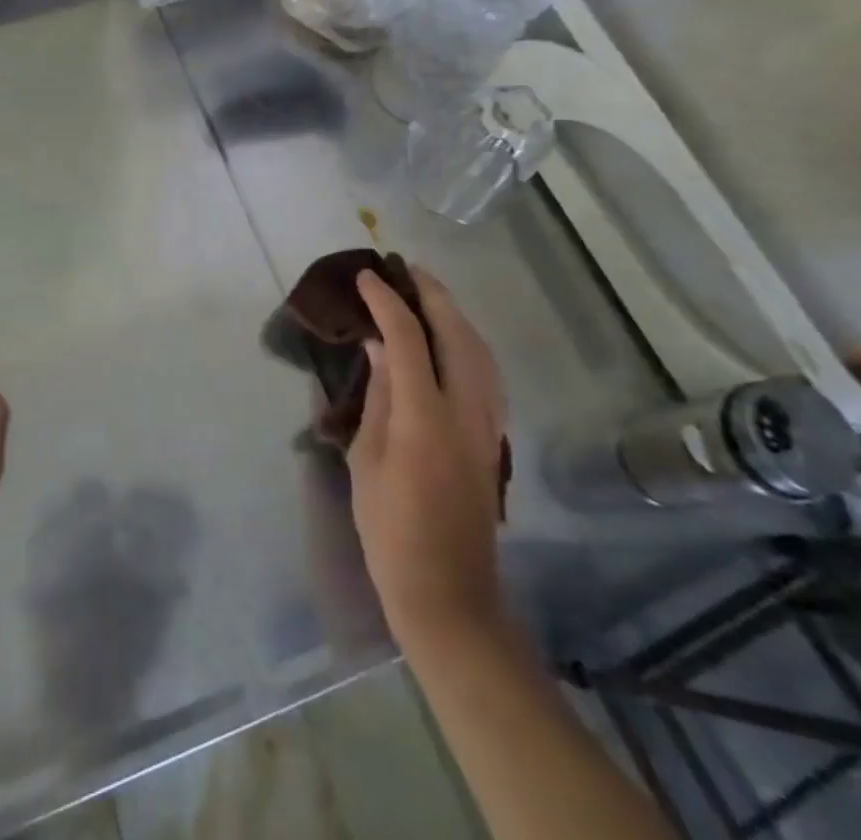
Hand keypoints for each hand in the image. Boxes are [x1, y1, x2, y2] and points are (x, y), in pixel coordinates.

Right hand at [348, 266, 507, 653]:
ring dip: (453, 313)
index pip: (409, 338)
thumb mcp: (366, 459)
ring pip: (480, 349)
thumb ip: (377, 396)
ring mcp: (487, 425)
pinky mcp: (494, 438)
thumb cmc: (390, 529)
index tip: (366, 277)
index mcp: (424, 417)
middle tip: (402, 269)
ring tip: (425, 292)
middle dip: (431, 293)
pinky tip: (450, 338)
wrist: (447, 591)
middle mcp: (465, 412)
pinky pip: (487, 372)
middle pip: (457, 333)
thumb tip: (380, 347)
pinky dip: (468, 341)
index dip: (387, 301)